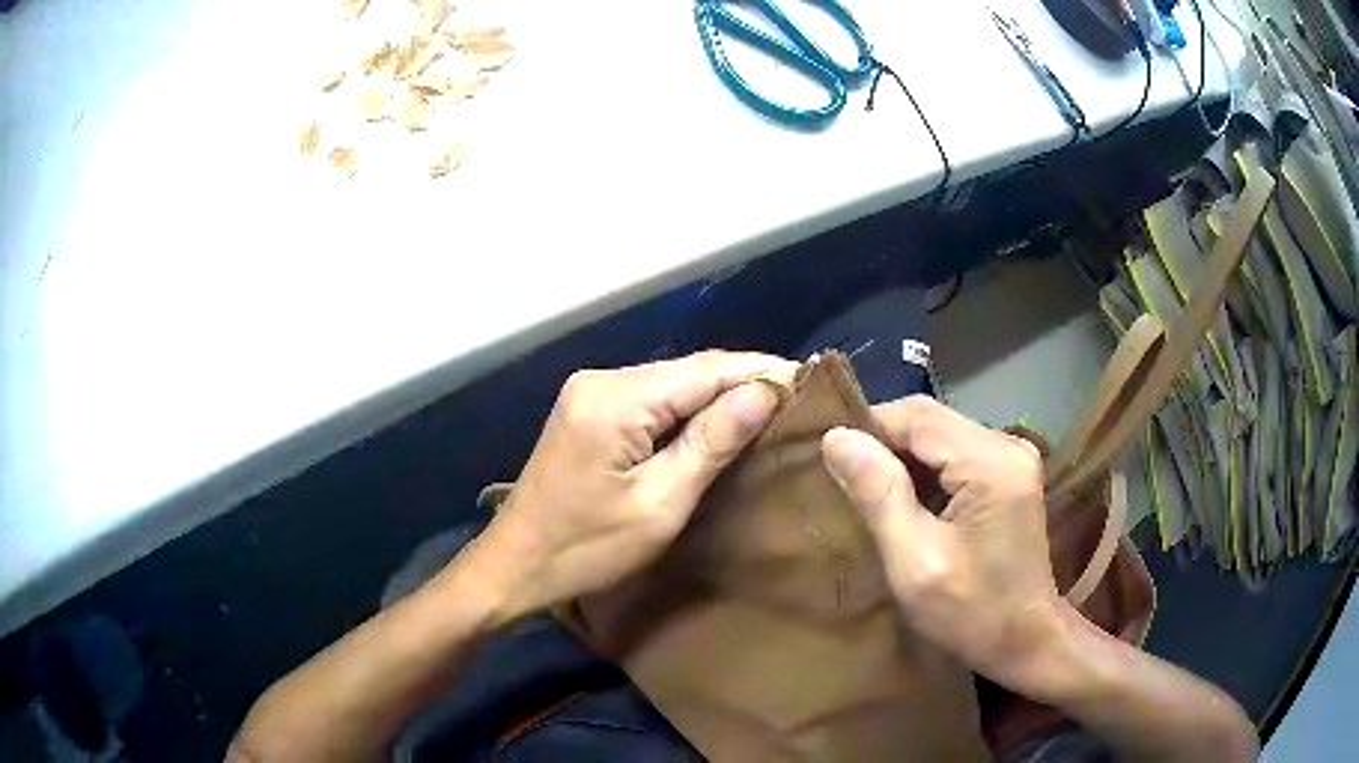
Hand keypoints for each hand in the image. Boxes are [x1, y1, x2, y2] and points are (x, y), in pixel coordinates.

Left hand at [466, 351, 796, 624]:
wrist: (515, 563)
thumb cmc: (586, 549)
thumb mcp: (658, 505)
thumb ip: (710, 443)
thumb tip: (763, 393)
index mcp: (615, 399)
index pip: (705, 369)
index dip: (760, 371)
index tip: (809, 381)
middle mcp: (602, 379)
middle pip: (689, 370)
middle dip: (744, 381)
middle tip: (798, 400)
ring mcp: (590, 391)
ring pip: (672, 381)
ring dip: (719, 394)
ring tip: (772, 409)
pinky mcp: (588, 408)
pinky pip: (652, 396)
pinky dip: (689, 407)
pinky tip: (721, 420)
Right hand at [820, 395, 1061, 687]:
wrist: (1026, 641)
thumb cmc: (970, 613)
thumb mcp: (915, 562)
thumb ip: (879, 495)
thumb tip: (836, 438)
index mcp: (990, 463)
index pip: (917, 416)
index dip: (868, 428)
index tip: (828, 458)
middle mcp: (1007, 445)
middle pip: (930, 420)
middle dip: (883, 442)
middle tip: (842, 477)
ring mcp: (1013, 457)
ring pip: (941, 435)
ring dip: (902, 457)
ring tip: (867, 490)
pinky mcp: (1011, 474)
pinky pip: (957, 453)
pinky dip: (925, 470)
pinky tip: (906, 500)